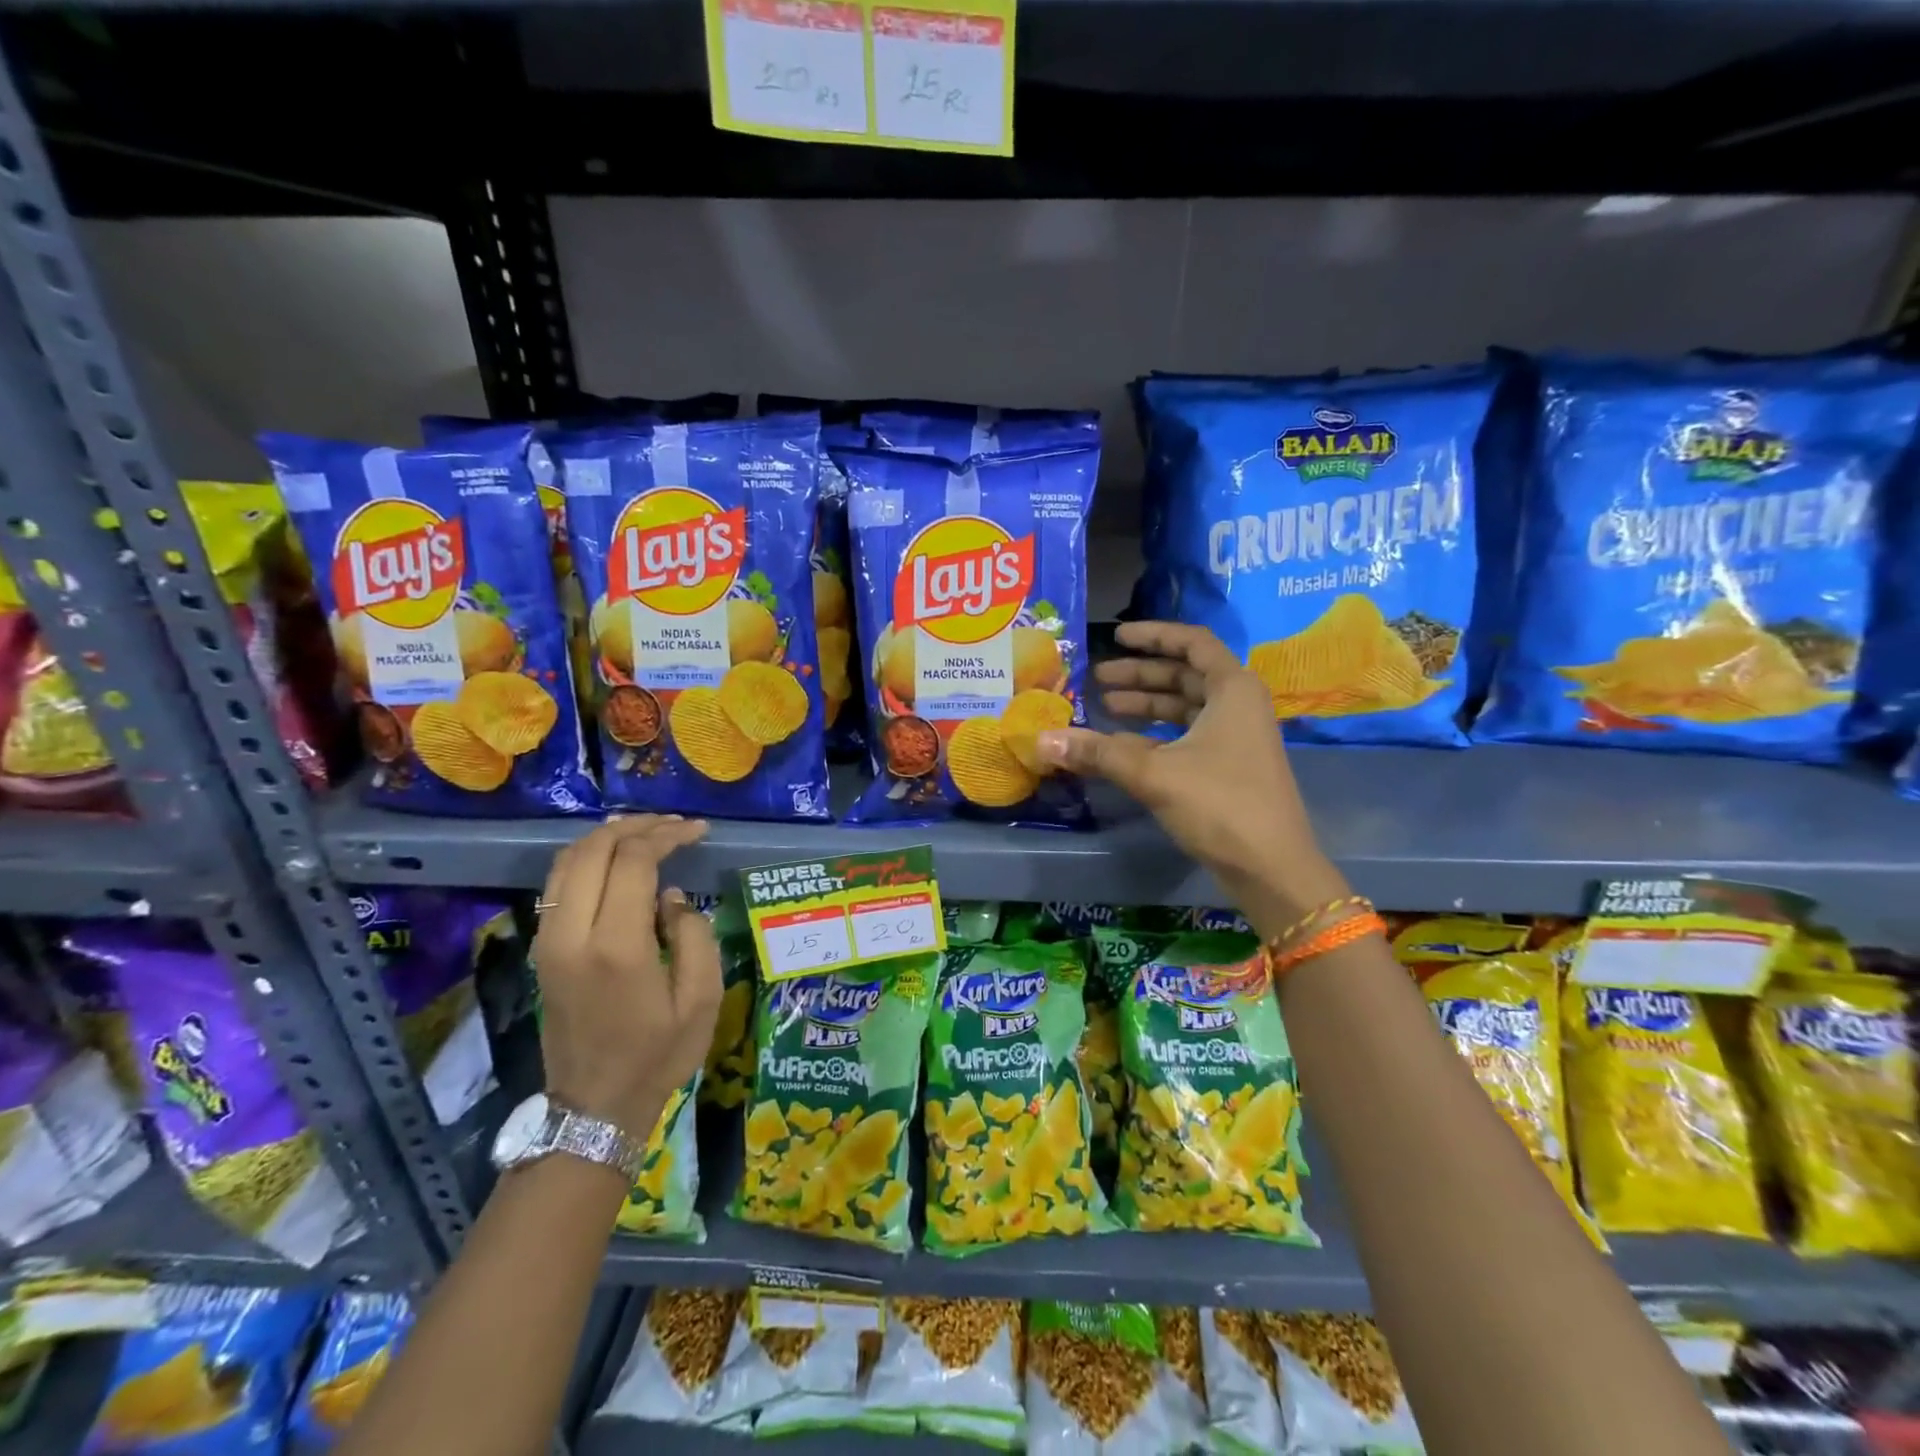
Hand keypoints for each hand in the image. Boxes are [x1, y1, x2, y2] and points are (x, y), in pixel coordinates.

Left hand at [531, 816, 720, 1141]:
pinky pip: (558, 884)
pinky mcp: (542, 950)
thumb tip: (670, 897)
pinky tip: (614, 857)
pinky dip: (586, 858)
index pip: (633, 862)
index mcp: (617, 947)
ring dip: (606, 837)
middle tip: (674, 824)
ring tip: (645, 830)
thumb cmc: (658, 1055)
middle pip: (594, 850)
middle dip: (637, 826)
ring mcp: (549, 941)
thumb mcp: (702, 999)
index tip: (698, 830)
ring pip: (566, 862)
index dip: (667, 836)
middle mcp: (573, 935)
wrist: (593, 1107)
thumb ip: (694, 935)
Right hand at [1036, 621, 1347, 919]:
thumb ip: (1098, 752)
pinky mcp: (1229, 766)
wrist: (1271, 867)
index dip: (1153, 635)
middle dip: (1140, 675)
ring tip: (1104, 708)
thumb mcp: (1153, 774)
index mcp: (1232, 689)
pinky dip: (1156, 734)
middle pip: (1185, 675)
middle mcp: (1239, 705)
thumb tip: (1041, 740)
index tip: (1116, 636)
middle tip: (1097, 679)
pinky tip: (1122, 745)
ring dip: (1146, 705)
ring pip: (1185, 707)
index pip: (1192, 642)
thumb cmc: (1220, 804)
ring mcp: (1237, 737)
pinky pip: (1187, 735)